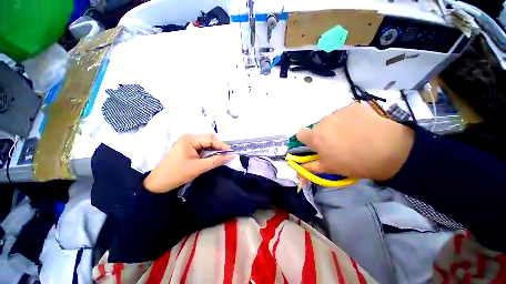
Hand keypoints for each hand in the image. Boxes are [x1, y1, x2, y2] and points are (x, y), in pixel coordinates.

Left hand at [143, 134, 232, 192]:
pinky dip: (209, 152)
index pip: (211, 139)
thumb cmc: (177, 174)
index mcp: (190, 139)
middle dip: (219, 148)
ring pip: (207, 144)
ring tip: (222, 157)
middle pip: (209, 139)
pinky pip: (202, 148)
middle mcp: (189, 137)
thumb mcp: (199, 167)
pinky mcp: (188, 148)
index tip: (231, 153)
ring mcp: (188, 142)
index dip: (222, 145)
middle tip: (227, 156)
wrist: (158, 184)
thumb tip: (232, 156)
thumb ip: (217, 160)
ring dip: (215, 150)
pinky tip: (213, 157)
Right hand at [296, 102, 414, 180]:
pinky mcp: (352, 106)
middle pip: (317, 127)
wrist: (391, 152)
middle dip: (323, 134)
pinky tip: (361, 126)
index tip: (316, 144)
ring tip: (352, 134)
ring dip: (336, 126)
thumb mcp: (330, 168)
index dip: (306, 139)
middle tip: (338, 142)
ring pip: (331, 119)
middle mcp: (323, 121)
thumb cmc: (355, 163)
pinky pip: (344, 112)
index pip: (300, 133)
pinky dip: (349, 118)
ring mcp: (338, 112)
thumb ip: (311, 168)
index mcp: (315, 137)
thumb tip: (298, 171)